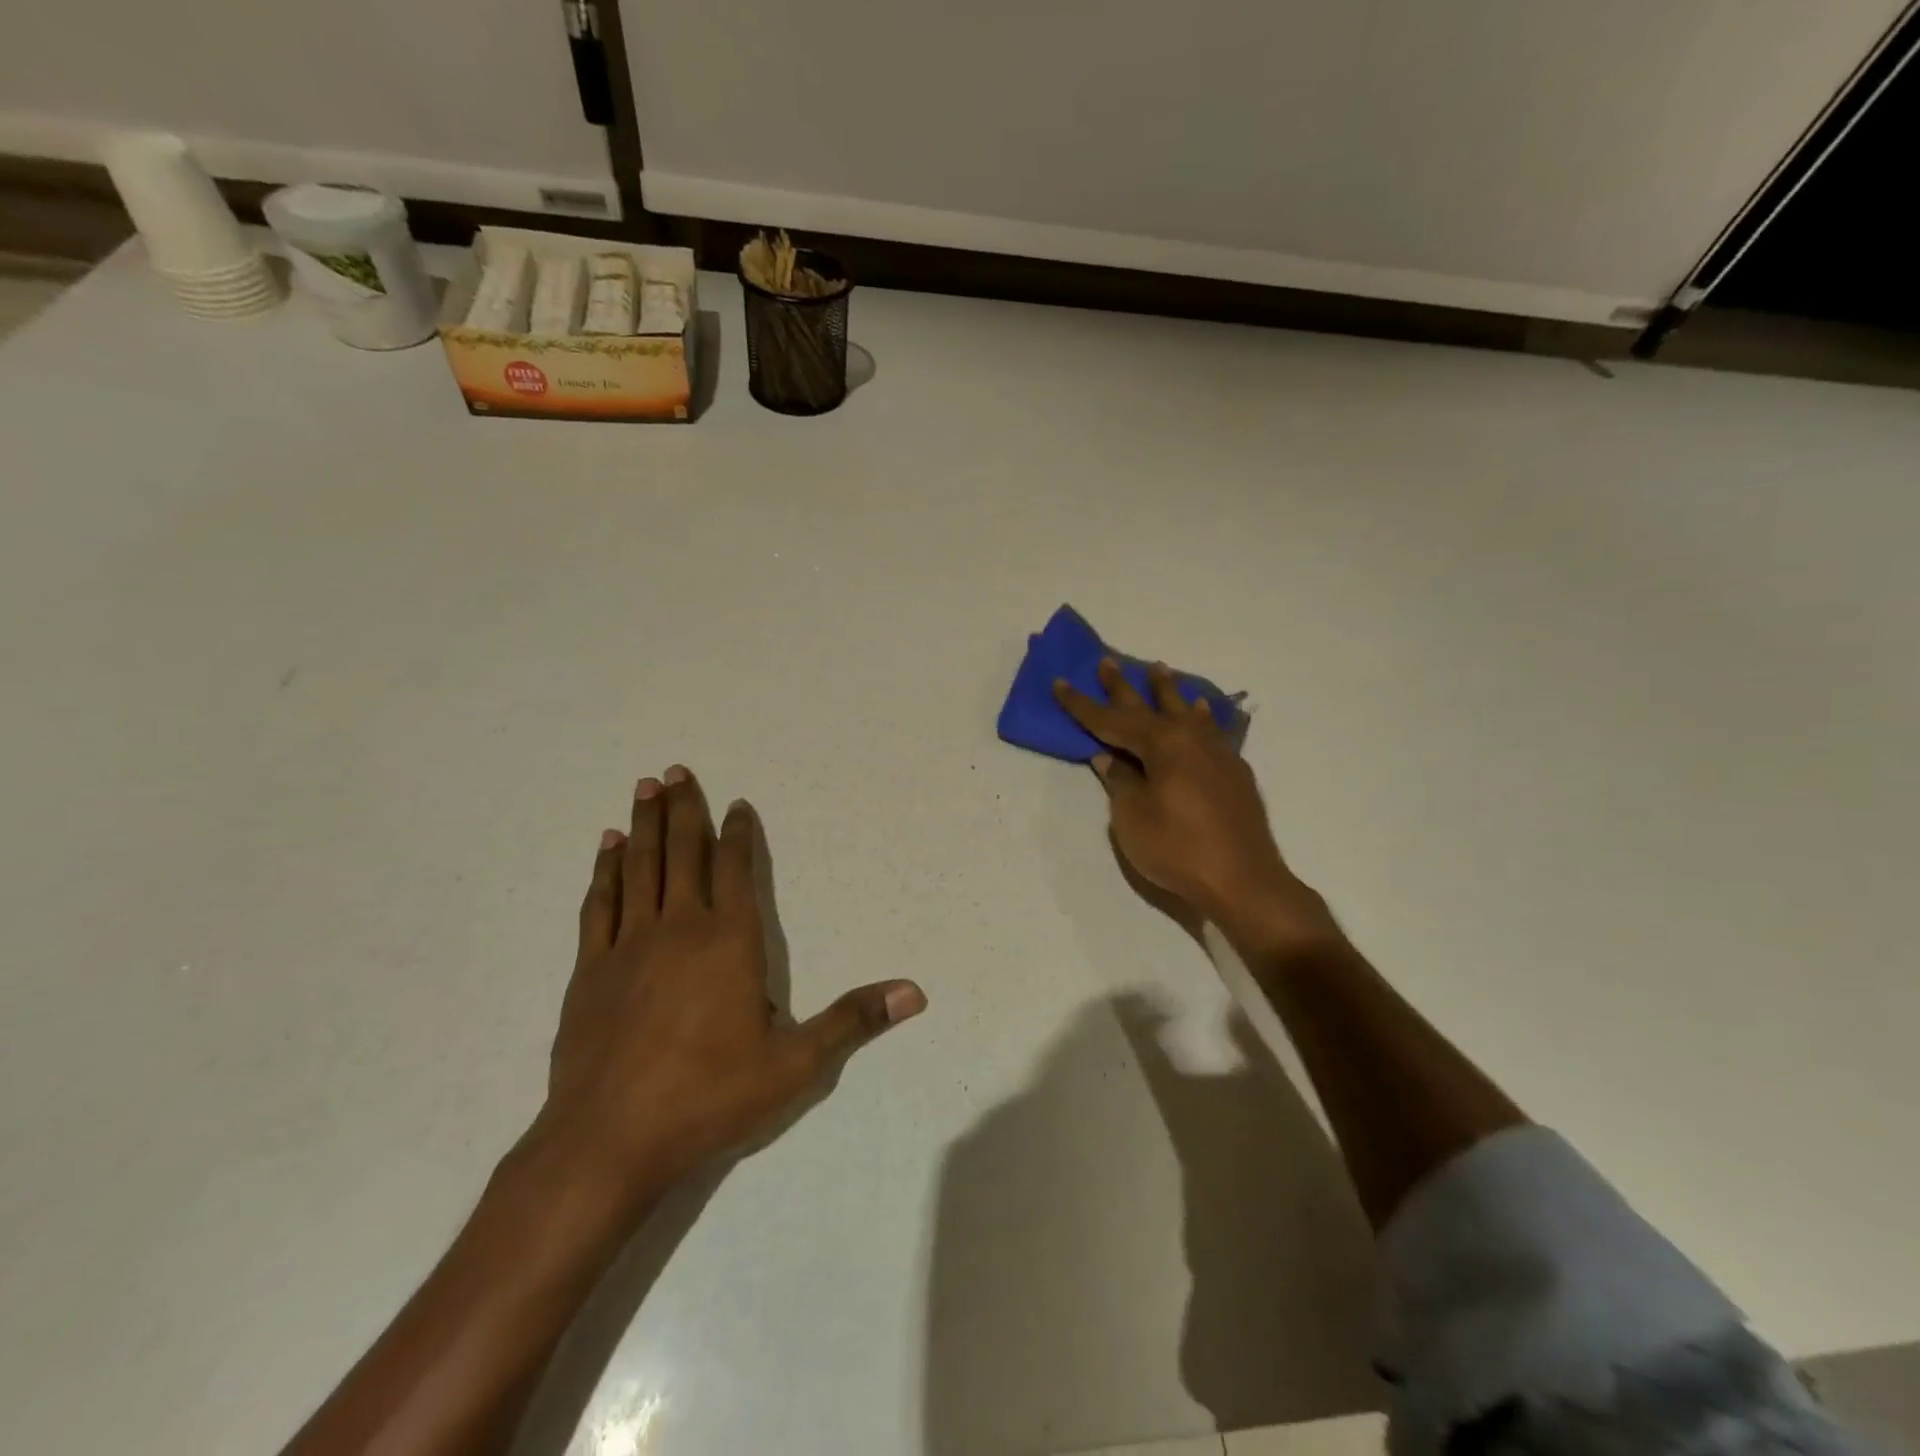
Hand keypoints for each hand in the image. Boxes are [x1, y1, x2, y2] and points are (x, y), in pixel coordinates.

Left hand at [538, 766, 925, 1209]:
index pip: (737, 868)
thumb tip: (914, 992)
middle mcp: (679, 927)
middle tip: (676, 770)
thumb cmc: (710, 1097)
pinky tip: (606, 849)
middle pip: (683, 853)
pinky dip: (604, 871)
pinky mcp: (589, 970)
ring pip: (640, 867)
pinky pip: (599, 904)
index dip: (739, 833)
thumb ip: (853, 1020)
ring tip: (643, 787)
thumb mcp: (796, 1064)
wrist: (609, 1141)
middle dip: (683, 809)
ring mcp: (628, 945)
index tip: (737, 804)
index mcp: (729, 940)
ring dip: (643, 825)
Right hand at [1055, 659, 1338, 952]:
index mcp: (1162, 745)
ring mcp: (1217, 753)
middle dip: (1123, 686)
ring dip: (1168, 691)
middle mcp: (1191, 739)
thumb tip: (1109, 758)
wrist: (1244, 880)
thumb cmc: (1178, 849)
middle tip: (1107, 662)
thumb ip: (1120, 781)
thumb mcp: (1132, 818)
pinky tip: (1202, 712)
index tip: (1061, 682)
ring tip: (1159, 669)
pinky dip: (1200, 716)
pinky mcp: (1234, 772)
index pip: (1112, 720)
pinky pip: (1211, 730)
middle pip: (1149, 707)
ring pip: (1187, 711)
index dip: (1082, 704)